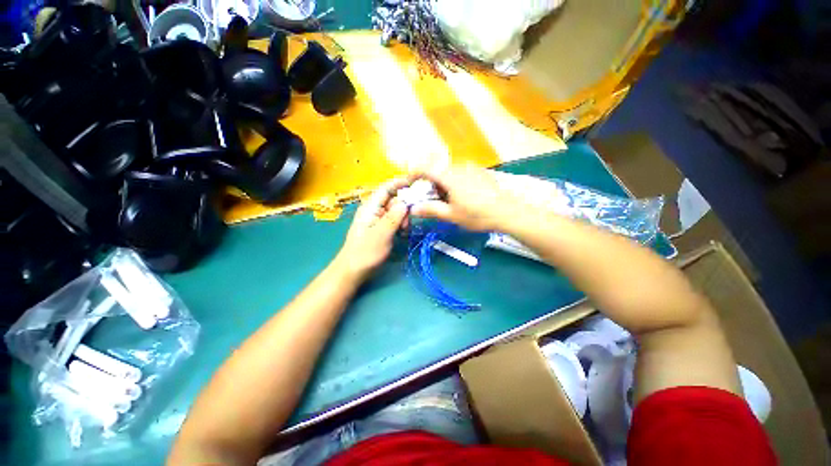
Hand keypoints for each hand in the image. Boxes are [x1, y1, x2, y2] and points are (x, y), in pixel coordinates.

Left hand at [336, 177, 411, 278]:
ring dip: (403, 218)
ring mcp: (378, 219)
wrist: (353, 271)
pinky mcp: (382, 228)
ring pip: (397, 211)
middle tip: (406, 224)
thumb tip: (405, 203)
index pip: (386, 188)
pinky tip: (402, 235)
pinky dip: (401, 225)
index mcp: (370, 207)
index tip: (417, 183)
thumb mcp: (381, 235)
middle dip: (404, 208)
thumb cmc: (365, 253)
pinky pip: (395, 221)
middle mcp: (375, 210)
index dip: (400, 183)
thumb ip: (394, 217)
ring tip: (403, 232)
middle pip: (394, 200)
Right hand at [410, 165, 517, 231]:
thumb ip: (430, 210)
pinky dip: (452, 182)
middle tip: (431, 200)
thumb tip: (413, 209)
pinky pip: (459, 173)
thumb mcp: (451, 215)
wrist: (507, 212)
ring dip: (441, 184)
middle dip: (429, 184)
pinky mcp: (479, 171)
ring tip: (448, 201)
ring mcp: (470, 168)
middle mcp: (459, 167)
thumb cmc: (477, 215)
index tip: (409, 185)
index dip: (413, 175)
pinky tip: (461, 196)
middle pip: (436, 170)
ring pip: (448, 172)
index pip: (425, 168)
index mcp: (449, 176)